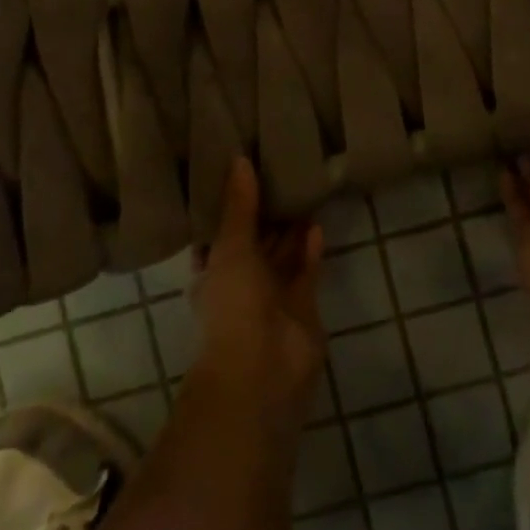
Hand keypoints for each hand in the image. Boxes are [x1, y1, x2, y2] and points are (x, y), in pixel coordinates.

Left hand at [190, 158, 325, 421]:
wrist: (262, 369)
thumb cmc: (233, 304)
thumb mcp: (230, 248)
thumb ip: (239, 206)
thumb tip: (239, 160)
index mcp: (213, 272)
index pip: (219, 234)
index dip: (229, 208)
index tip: (241, 176)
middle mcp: (241, 283)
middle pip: (255, 242)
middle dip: (266, 215)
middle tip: (279, 174)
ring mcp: (273, 297)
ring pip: (283, 255)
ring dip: (291, 230)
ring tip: (302, 191)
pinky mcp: (302, 306)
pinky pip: (305, 270)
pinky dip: (309, 250)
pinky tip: (315, 224)